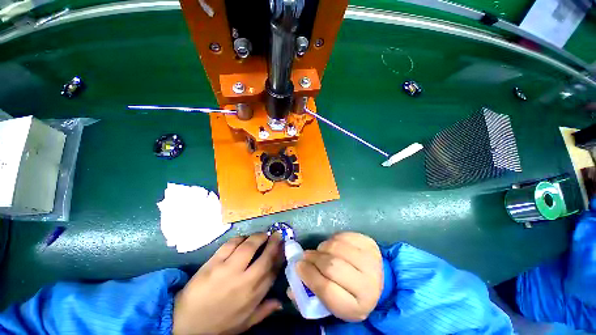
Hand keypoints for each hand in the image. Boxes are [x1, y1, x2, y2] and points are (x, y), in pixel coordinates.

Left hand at [173, 233, 282, 334]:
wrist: (186, 326)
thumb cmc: (219, 325)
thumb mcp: (245, 323)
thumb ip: (264, 311)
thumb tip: (281, 301)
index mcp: (253, 295)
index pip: (272, 270)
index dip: (280, 256)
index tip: (283, 246)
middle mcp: (244, 280)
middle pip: (264, 256)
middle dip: (273, 242)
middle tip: (277, 234)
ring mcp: (228, 270)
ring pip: (249, 246)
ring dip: (258, 237)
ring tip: (261, 235)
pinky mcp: (213, 263)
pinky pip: (230, 244)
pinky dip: (240, 238)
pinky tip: (243, 239)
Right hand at [294, 232, 382, 321]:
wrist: (376, 280)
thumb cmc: (349, 294)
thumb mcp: (332, 304)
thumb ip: (310, 296)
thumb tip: (291, 287)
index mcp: (357, 306)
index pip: (327, 290)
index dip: (309, 276)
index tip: (298, 266)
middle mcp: (368, 284)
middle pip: (332, 266)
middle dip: (314, 259)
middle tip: (306, 256)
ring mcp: (371, 260)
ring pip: (337, 247)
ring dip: (323, 247)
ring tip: (321, 251)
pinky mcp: (370, 243)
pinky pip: (344, 236)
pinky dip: (333, 239)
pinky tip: (333, 246)